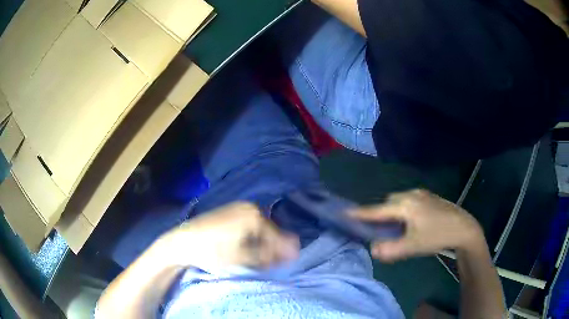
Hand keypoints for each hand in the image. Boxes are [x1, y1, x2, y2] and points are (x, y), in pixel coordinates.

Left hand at [157, 202, 299, 269]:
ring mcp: (238, 208)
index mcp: (254, 216)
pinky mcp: (230, 211)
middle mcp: (249, 207)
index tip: (286, 265)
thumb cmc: (212, 251)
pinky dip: (251, 238)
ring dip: (261, 244)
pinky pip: (249, 226)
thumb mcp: (242, 257)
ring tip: (259, 260)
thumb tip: (293, 252)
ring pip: (259, 229)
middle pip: (269, 232)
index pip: (277, 237)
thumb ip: (269, 255)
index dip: (281, 253)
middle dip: (271, 249)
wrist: (182, 242)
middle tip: (270, 264)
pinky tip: (248, 249)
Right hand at [351, 190, 483, 261]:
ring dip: (393, 212)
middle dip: (381, 214)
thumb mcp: (413, 247)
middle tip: (380, 230)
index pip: (378, 209)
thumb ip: (390, 249)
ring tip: (397, 228)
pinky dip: (403, 210)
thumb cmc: (438, 236)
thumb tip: (373, 249)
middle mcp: (412, 194)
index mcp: (406, 205)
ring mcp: (422, 194)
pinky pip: (409, 200)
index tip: (345, 212)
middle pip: (388, 202)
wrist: (464, 227)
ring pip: (399, 200)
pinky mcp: (429, 196)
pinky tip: (411, 222)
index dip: (361, 213)